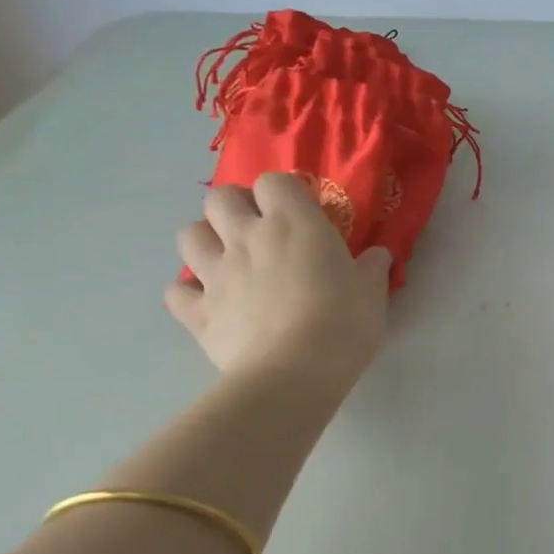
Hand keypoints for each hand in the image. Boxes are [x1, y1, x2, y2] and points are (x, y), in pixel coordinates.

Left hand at [165, 173, 389, 392]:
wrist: (295, 372)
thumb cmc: (343, 323)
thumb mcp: (372, 292)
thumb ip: (371, 267)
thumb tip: (376, 255)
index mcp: (293, 223)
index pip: (274, 181)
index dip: (284, 193)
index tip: (300, 213)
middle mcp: (247, 238)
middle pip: (219, 197)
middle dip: (236, 207)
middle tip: (258, 230)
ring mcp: (216, 274)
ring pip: (189, 235)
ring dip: (206, 241)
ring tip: (228, 260)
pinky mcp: (198, 312)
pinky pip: (177, 292)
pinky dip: (189, 293)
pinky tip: (209, 302)